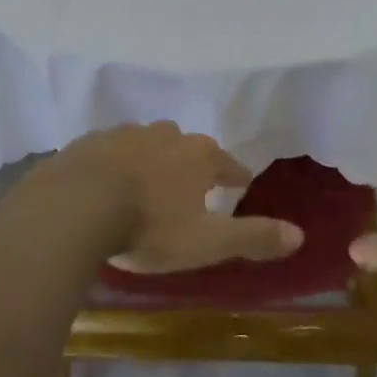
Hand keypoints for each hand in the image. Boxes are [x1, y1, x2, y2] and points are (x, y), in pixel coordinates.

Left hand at [43, 124, 302, 273]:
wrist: (76, 204)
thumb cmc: (150, 225)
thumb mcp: (207, 241)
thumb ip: (252, 236)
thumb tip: (300, 235)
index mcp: (197, 156)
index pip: (227, 163)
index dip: (236, 175)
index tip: (241, 183)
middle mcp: (164, 135)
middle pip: (187, 146)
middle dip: (193, 163)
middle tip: (193, 184)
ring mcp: (124, 134)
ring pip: (148, 142)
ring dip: (154, 159)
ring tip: (151, 182)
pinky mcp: (90, 142)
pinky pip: (111, 150)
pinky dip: (117, 163)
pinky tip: (110, 180)